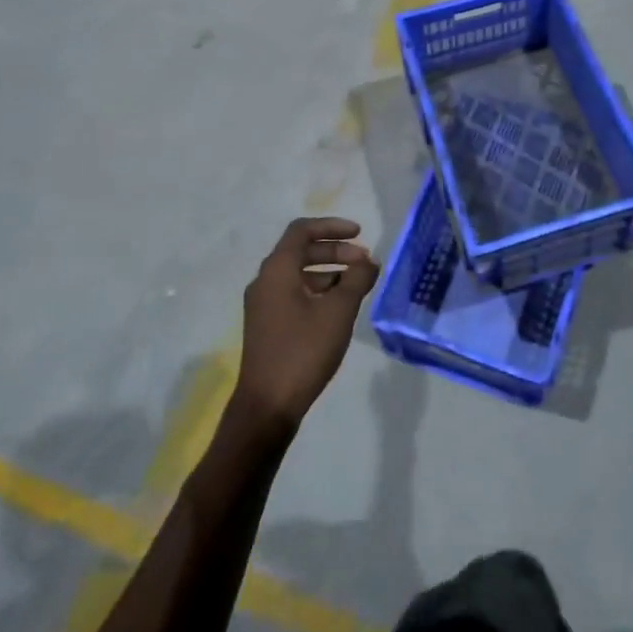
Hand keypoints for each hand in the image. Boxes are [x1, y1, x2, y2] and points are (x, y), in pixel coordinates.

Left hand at [236, 216, 379, 426]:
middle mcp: (265, 281)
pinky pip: (294, 293)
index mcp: (277, 270)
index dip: (332, 226)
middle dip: (335, 251)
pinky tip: (339, 308)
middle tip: (364, 262)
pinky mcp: (267, 324)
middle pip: (301, 251)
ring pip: (299, 274)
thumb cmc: (303, 351)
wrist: (267, 404)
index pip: (302, 231)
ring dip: (329, 272)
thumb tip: (369, 261)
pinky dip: (318, 291)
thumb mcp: (338, 312)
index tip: (359, 234)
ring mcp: (263, 304)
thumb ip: (357, 280)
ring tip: (358, 285)